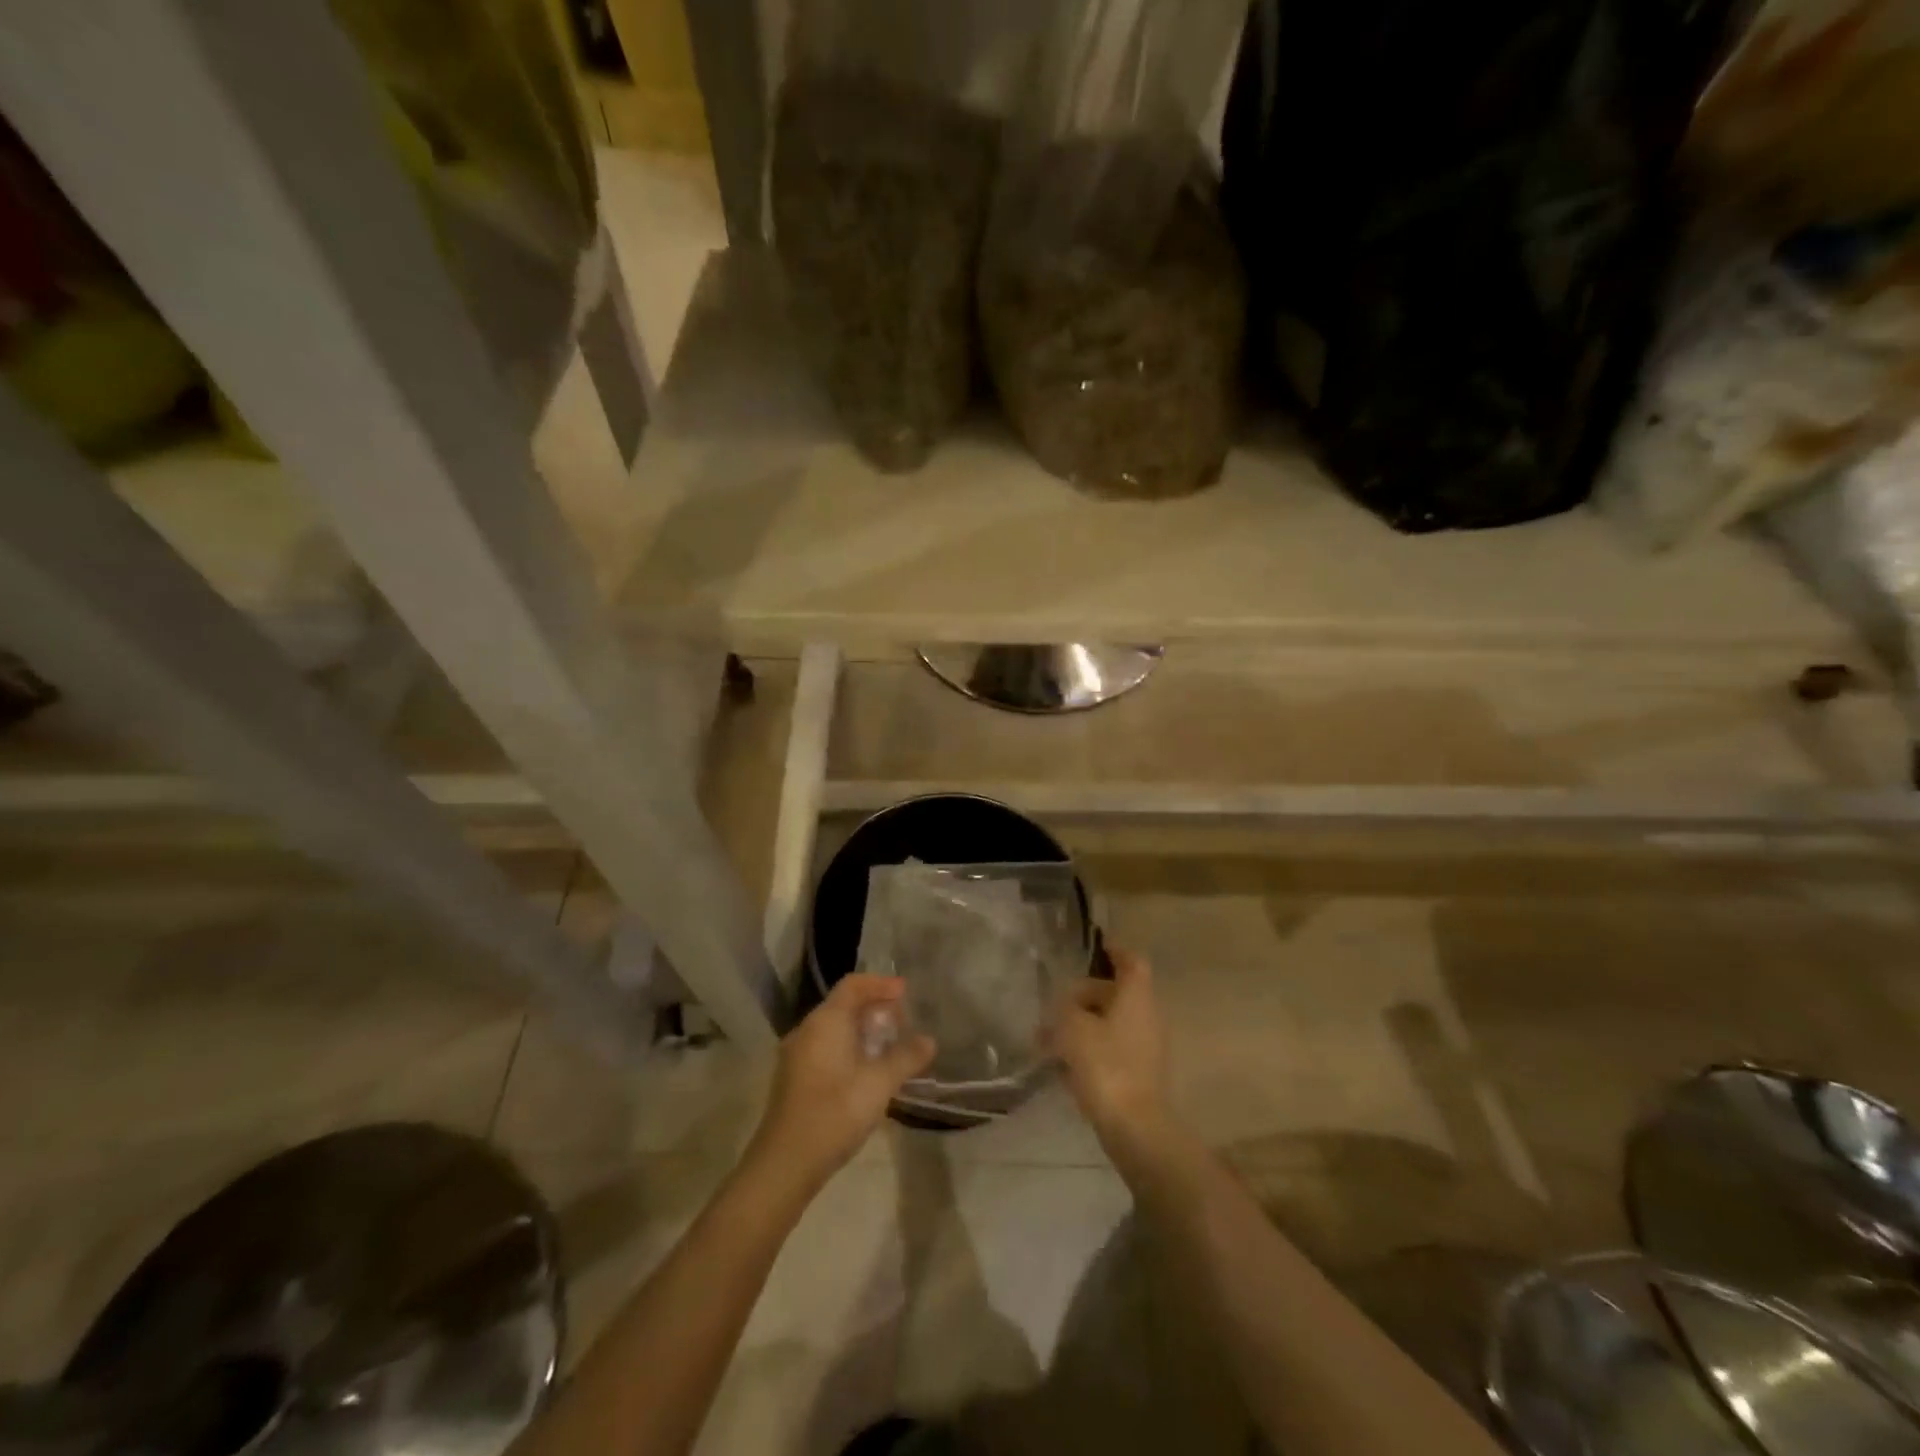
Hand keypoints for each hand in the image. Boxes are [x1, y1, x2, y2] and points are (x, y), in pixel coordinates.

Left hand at [750, 975, 934, 1191]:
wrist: (785, 1164)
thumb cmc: (835, 1112)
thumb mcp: (879, 1084)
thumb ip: (906, 1058)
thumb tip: (929, 1040)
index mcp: (825, 1021)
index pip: (853, 985)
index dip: (880, 984)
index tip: (906, 993)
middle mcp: (807, 1030)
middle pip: (843, 1005)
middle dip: (875, 1009)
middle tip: (903, 1023)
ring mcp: (797, 1055)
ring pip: (834, 1029)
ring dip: (863, 1032)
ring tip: (890, 1048)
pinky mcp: (795, 1079)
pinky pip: (826, 1048)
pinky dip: (850, 1049)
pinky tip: (867, 1073)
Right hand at [1048, 947, 1170, 1152]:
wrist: (1135, 1129)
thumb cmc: (1106, 1066)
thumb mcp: (1073, 1028)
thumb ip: (1066, 1008)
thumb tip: (1066, 1006)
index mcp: (1136, 997)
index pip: (1131, 961)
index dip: (1114, 951)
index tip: (1095, 949)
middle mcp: (1146, 1017)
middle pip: (1115, 994)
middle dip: (1083, 997)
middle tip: (1053, 1007)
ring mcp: (1144, 1048)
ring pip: (1109, 1024)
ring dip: (1082, 1027)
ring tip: (1048, 1040)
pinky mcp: (1138, 1075)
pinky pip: (1110, 1050)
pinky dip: (1089, 1051)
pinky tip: (1062, 1068)